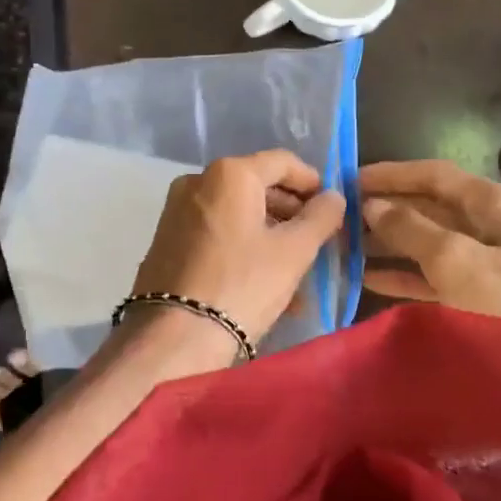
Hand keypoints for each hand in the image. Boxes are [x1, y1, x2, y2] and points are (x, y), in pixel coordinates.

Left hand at [131, 151, 346, 348]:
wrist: (173, 338)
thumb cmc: (242, 285)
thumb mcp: (294, 251)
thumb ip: (321, 217)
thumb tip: (333, 197)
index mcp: (230, 174)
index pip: (283, 162)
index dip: (312, 181)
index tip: (331, 208)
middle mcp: (198, 181)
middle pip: (258, 186)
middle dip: (291, 212)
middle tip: (317, 239)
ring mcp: (177, 211)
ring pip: (238, 213)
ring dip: (270, 234)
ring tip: (296, 271)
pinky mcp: (167, 240)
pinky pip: (217, 232)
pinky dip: (244, 246)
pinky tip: (264, 281)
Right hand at [359, 159, 500, 318]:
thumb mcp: (458, 261)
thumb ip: (412, 230)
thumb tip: (374, 205)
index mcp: (494, 202)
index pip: (434, 175)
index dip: (391, 174)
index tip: (348, 180)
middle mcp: (493, 225)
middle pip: (431, 207)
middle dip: (387, 210)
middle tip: (340, 218)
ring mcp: (491, 262)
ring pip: (431, 243)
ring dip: (391, 244)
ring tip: (346, 248)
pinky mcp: (486, 297)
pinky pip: (438, 276)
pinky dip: (407, 275)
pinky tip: (371, 280)